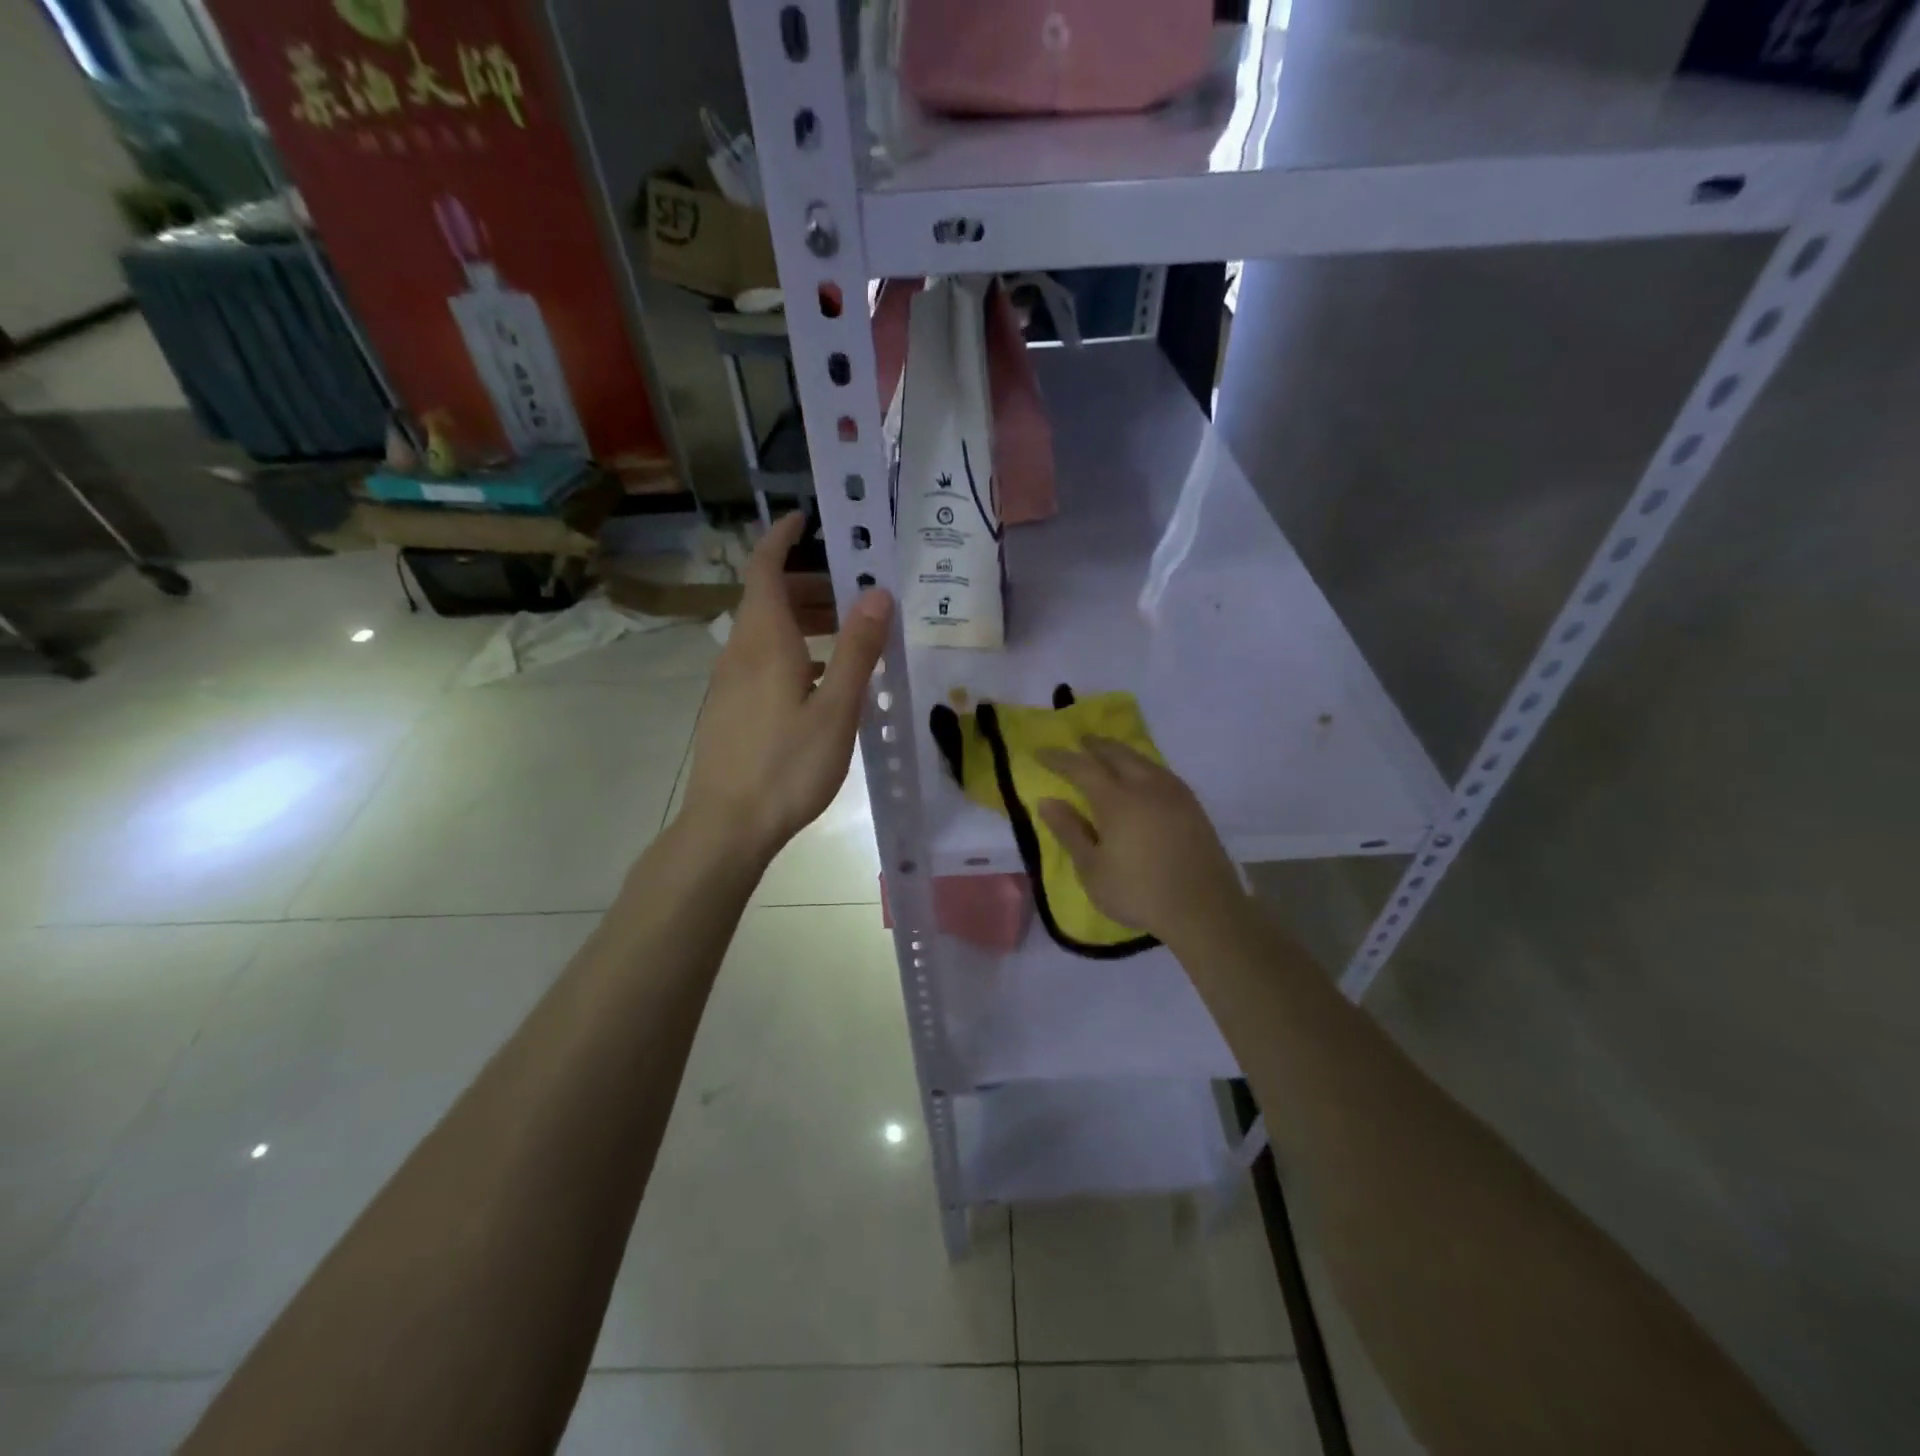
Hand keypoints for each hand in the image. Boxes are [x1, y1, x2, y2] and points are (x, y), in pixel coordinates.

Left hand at [681, 514, 893, 863]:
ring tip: (845, 640)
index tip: (806, 520)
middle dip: (808, 586)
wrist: (728, 825)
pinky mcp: (728, 708)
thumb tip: (878, 594)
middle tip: (853, 597)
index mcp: (764, 641)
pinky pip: (760, 660)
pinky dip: (791, 652)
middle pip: (768, 600)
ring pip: (765, 633)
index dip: (781, 539)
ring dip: (802, 622)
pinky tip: (819, 685)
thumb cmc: (788, 765)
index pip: (765, 569)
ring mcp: (728, 682)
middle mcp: (739, 652)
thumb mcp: (836, 708)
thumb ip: (856, 649)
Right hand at [1037, 738, 1244, 945]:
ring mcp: (1174, 794)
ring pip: (1143, 760)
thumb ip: (1070, 831)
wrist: (1204, 910)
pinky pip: (1161, 772)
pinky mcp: (1193, 806)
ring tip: (1109, 754)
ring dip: (1121, 752)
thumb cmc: (1138, 893)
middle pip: (1117, 753)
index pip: (1082, 768)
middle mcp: (1146, 787)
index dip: (1059, 758)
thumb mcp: (1092, 869)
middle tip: (1080, 741)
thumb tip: (1047, 802)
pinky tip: (1143, 777)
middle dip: (1095, 745)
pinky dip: (1143, 766)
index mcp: (1117, 800)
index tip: (1041, 752)